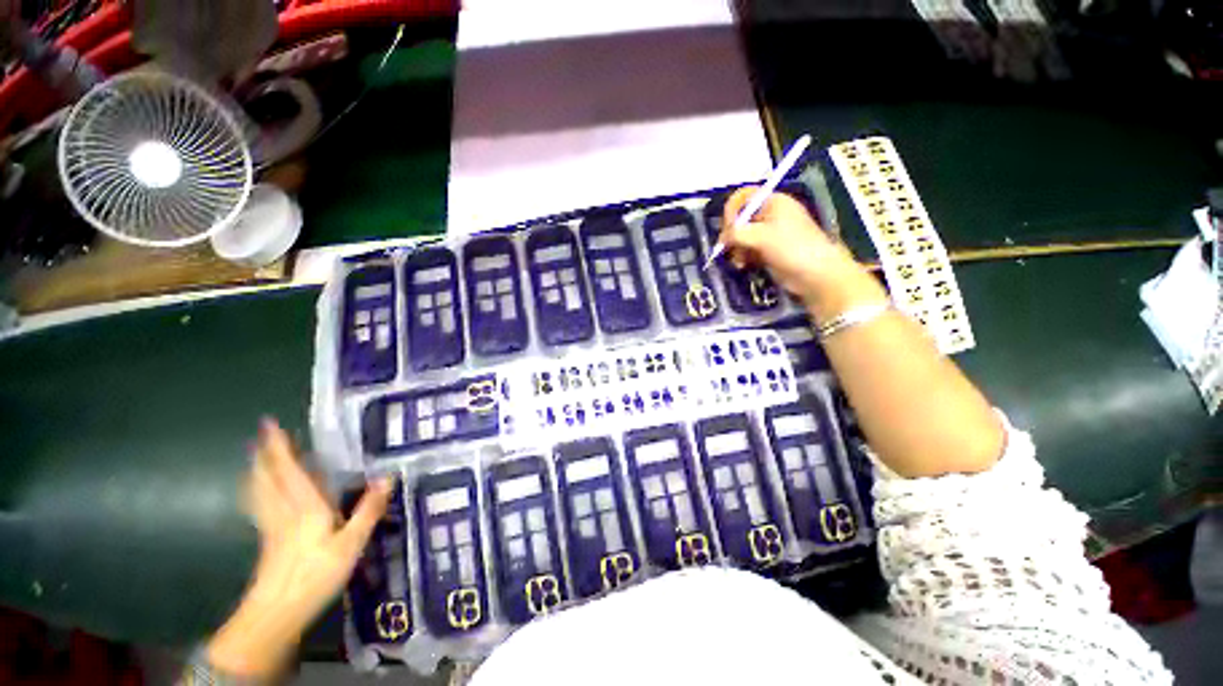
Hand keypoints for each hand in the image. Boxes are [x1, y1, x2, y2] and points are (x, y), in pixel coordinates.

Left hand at [207, 420, 393, 679]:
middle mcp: (284, 511)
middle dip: (264, 455)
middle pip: (269, 478)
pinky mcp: (269, 541)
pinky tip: (261, 495)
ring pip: (261, 492)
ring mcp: (273, 527)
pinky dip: (259, 493)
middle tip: (261, 435)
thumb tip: (388, 477)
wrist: (276, 613)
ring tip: (256, 458)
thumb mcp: (351, 543)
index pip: (290, 470)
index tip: (269, 424)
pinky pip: (262, 506)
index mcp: (305, 507)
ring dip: (258, 471)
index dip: (280, 448)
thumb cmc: (316, 575)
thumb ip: (368, 510)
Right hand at [720, 187, 886, 321]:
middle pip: (740, 218)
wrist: (815, 274)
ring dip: (736, 249)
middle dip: (732, 234)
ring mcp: (768, 234)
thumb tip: (722, 238)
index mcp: (773, 202)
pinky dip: (742, 256)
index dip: (732, 210)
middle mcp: (769, 215)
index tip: (728, 228)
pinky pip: (746, 249)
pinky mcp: (767, 251)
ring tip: (738, 261)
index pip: (744, 198)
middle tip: (728, 248)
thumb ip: (737, 234)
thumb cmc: (792, 248)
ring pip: (741, 237)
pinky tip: (742, 265)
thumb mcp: (762, 237)